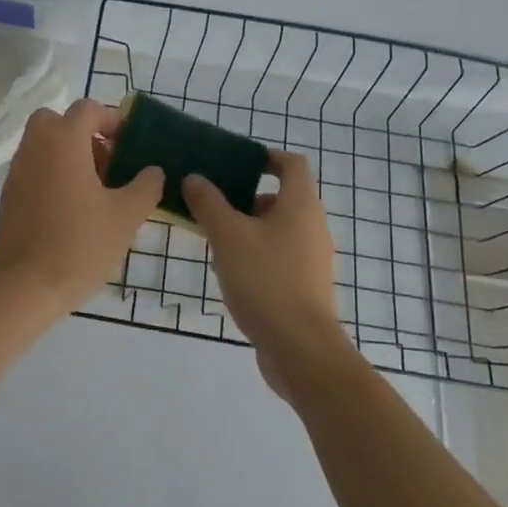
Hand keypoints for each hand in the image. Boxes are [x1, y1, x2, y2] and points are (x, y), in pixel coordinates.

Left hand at [0, 99, 162, 321]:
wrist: (24, 288)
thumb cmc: (80, 245)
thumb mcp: (126, 216)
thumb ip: (146, 185)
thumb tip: (153, 170)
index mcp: (63, 141)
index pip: (88, 110)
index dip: (112, 121)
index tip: (131, 146)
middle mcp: (35, 147)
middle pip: (58, 121)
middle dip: (84, 134)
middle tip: (108, 163)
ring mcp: (17, 171)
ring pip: (44, 145)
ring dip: (69, 155)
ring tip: (96, 192)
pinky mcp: (9, 196)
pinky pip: (34, 169)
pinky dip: (53, 175)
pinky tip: (73, 211)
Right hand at [184, 152, 354, 394]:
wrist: (301, 349)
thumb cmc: (266, 280)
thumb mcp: (228, 236)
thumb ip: (208, 203)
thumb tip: (195, 178)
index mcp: (300, 205)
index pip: (291, 164)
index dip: (266, 157)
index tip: (236, 163)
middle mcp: (312, 226)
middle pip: (281, 197)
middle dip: (246, 197)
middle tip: (213, 203)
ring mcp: (312, 259)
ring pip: (278, 229)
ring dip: (248, 228)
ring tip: (215, 239)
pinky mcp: (306, 286)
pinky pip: (280, 256)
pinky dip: (257, 254)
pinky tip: (231, 272)